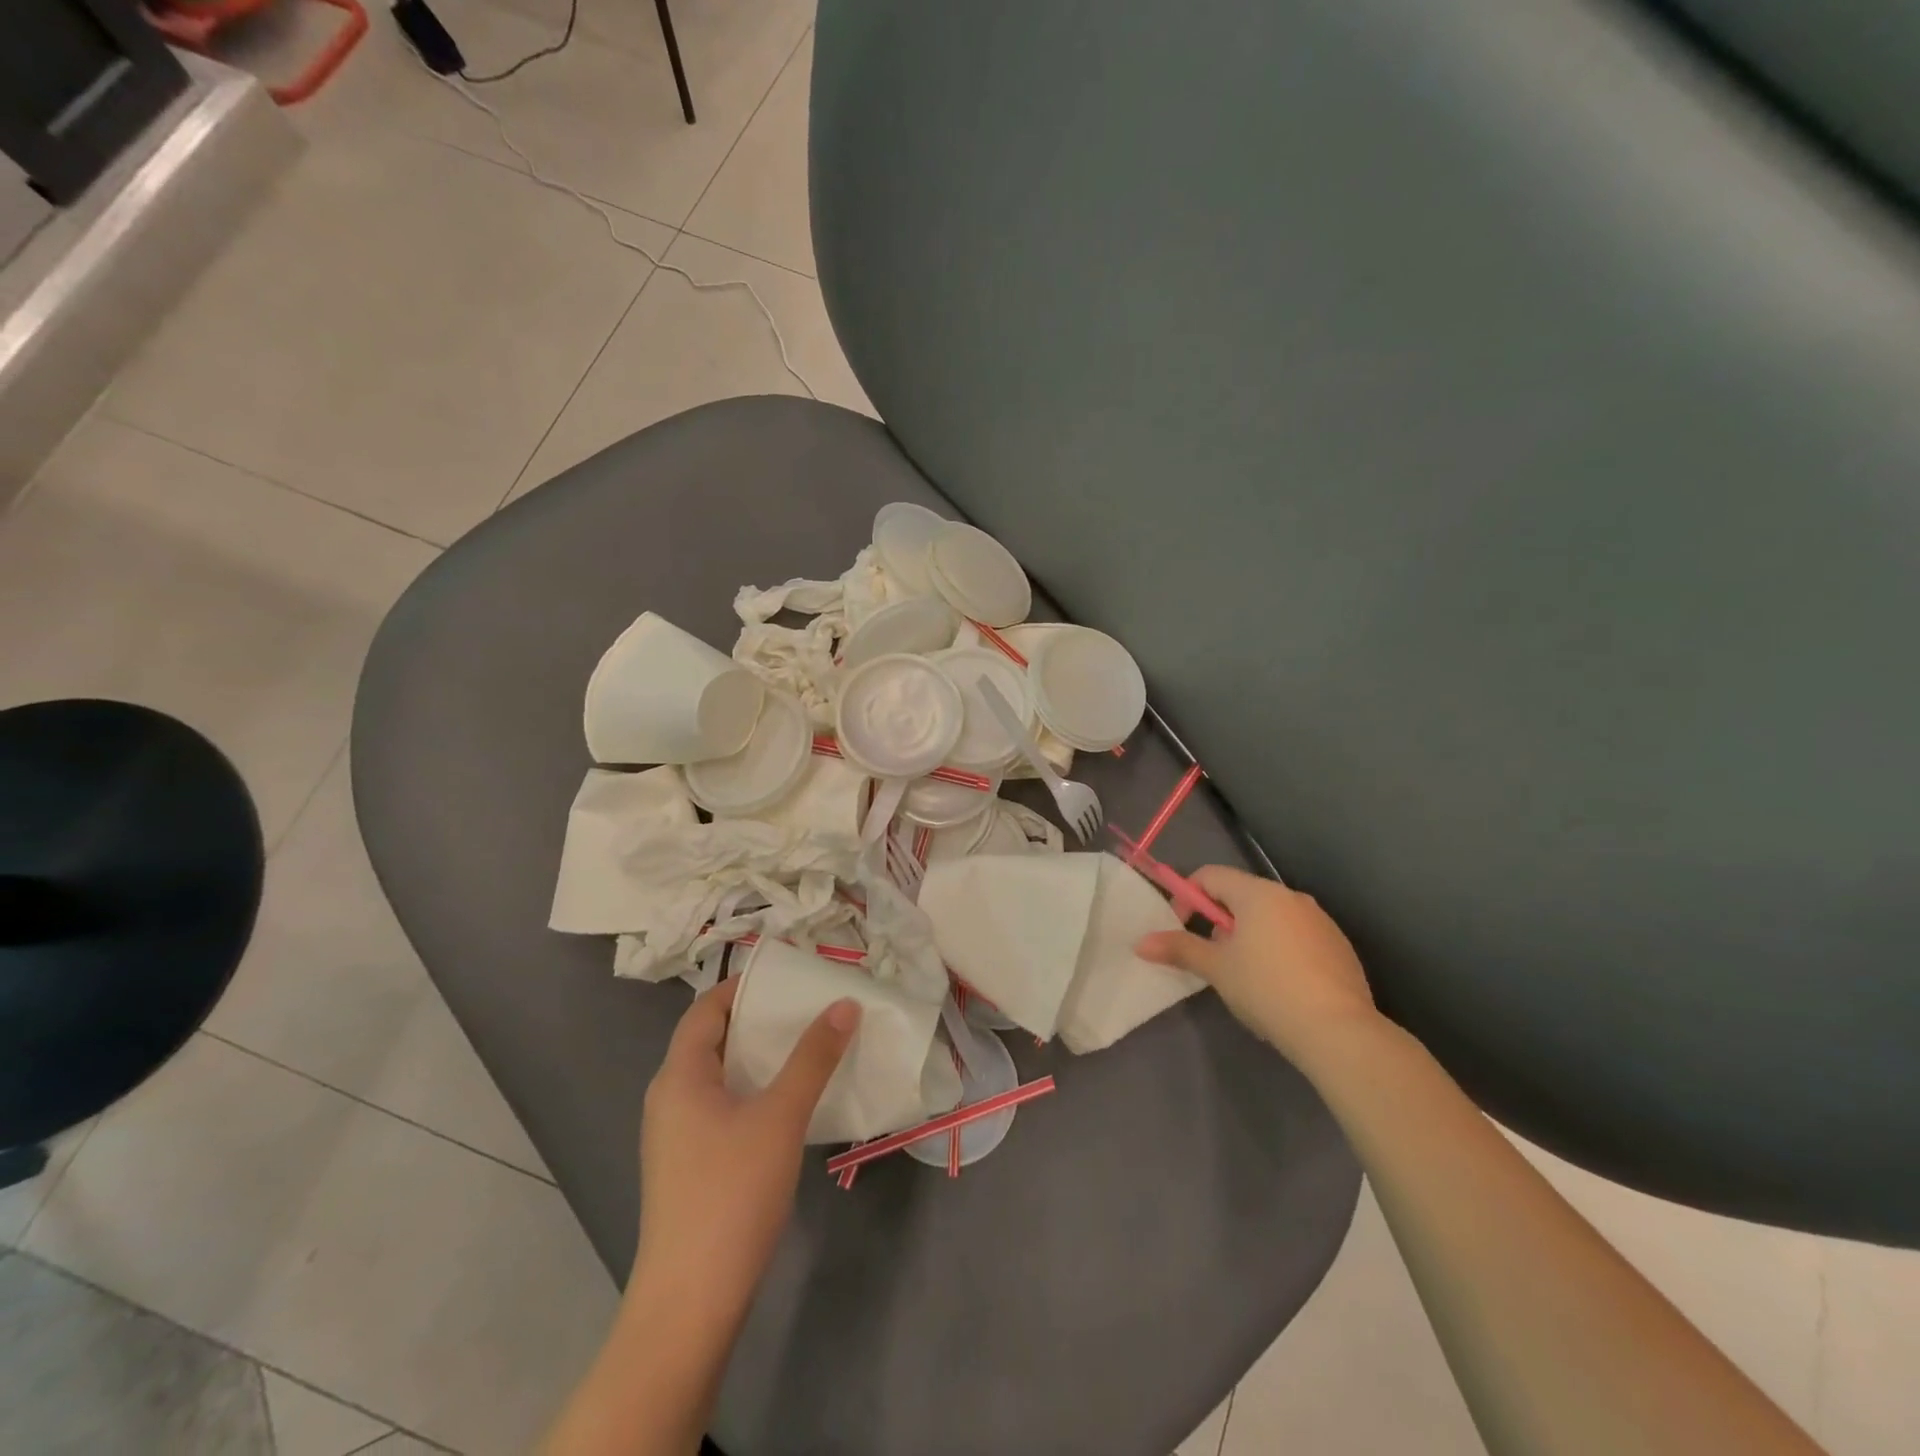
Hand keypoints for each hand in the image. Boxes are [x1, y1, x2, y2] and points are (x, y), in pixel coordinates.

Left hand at [632, 977, 859, 1326]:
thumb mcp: (780, 1116)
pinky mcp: (690, 1165)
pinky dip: (754, 1090)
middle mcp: (670, 1098)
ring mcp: (676, 1135)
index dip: (744, 986)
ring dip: (760, 1057)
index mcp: (679, 1075)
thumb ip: (813, 1057)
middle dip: (759, 1020)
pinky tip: (790, 1102)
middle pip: (713, 1039)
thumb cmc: (731, 1192)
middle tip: (808, 1007)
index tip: (789, 977)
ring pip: (720, 1076)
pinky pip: (722, 1106)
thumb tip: (844, 1004)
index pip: (707, 1008)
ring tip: (808, 1046)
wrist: (691, 1301)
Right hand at [1136, 866, 1377, 1062]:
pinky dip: (1279, 950)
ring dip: (1249, 936)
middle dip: (1220, 921)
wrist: (1338, 1031)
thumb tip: (1141, 943)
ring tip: (1246, 976)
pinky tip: (1280, 987)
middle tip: (1214, 958)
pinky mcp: (1339, 946)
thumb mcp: (1216, 969)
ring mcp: (1320, 920)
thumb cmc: (1266, 989)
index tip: (1182, 929)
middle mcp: (1291, 897)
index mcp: (1258, 893)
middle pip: (1241, 895)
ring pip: (1270, 917)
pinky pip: (1297, 936)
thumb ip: (1179, 949)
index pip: (1210, 875)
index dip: (1188, 897)